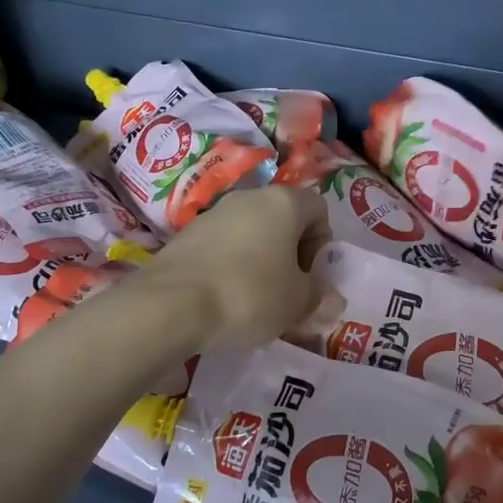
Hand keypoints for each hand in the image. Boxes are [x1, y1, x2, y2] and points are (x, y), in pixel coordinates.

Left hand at [137, 185, 328, 351]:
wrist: (171, 305)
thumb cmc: (250, 294)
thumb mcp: (297, 303)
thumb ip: (319, 297)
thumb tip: (331, 300)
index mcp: (283, 202)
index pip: (319, 209)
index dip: (322, 243)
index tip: (312, 276)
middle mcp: (249, 198)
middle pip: (283, 221)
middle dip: (291, 255)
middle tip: (289, 292)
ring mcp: (213, 214)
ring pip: (251, 234)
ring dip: (260, 262)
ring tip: (256, 302)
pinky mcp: (185, 236)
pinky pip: (222, 248)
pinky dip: (231, 268)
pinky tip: (225, 300)